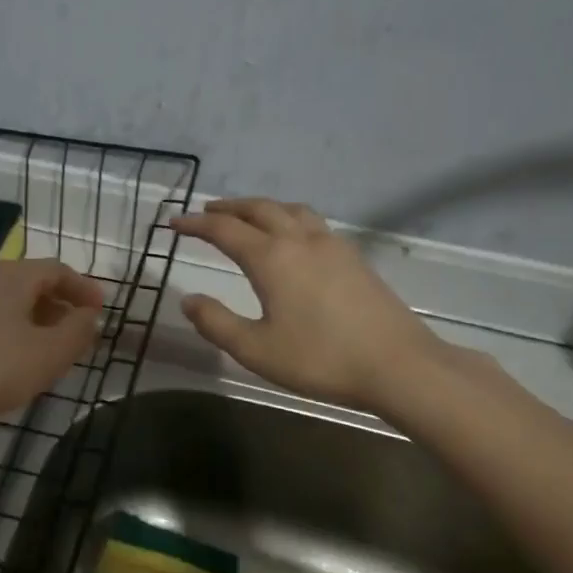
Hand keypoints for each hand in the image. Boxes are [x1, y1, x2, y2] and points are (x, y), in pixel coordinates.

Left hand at [0, 258, 104, 430]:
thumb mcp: (48, 355)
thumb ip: (77, 332)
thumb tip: (89, 315)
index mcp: (11, 276)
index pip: (56, 269)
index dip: (83, 287)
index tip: (99, 310)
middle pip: (28, 281)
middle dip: (56, 303)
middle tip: (74, 330)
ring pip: (3, 299)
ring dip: (29, 317)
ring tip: (42, 346)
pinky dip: (4, 327)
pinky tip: (4, 356)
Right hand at [170, 198, 450, 410]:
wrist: (397, 365)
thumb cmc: (320, 359)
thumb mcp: (255, 349)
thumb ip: (216, 323)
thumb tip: (188, 300)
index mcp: (272, 259)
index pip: (225, 230)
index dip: (196, 224)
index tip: (174, 222)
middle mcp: (300, 240)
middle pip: (259, 209)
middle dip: (228, 208)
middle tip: (206, 212)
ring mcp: (332, 245)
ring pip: (290, 209)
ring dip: (262, 207)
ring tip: (247, 217)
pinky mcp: (353, 258)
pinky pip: (312, 222)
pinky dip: (288, 217)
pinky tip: (291, 238)